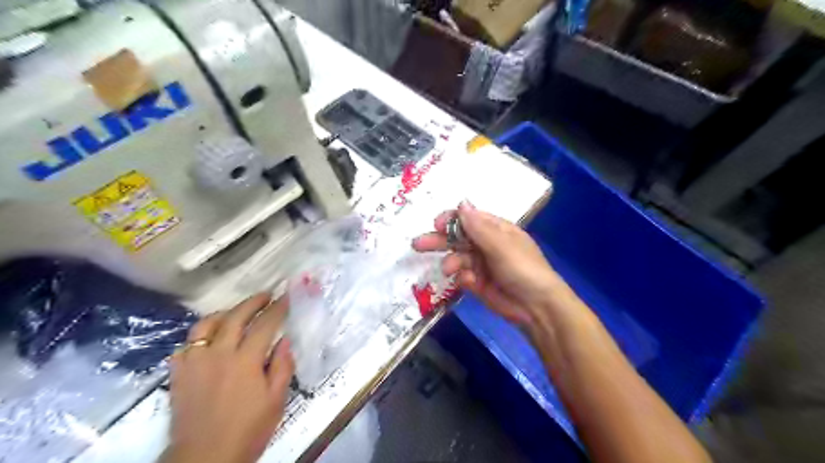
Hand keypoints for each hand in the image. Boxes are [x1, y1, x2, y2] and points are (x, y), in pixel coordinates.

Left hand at [157, 292, 292, 462]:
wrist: (204, 458)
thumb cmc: (247, 430)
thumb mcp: (276, 400)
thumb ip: (282, 366)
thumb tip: (285, 340)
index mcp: (245, 360)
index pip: (265, 324)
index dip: (278, 308)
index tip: (287, 296)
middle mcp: (218, 354)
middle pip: (235, 317)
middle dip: (253, 302)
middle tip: (265, 295)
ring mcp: (194, 362)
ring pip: (206, 325)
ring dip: (224, 313)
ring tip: (235, 312)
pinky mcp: (179, 374)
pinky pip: (187, 344)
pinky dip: (201, 336)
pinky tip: (209, 340)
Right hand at [412, 202, 574, 325]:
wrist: (536, 308)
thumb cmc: (522, 269)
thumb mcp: (501, 245)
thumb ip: (478, 227)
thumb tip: (461, 203)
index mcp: (496, 230)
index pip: (469, 218)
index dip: (451, 219)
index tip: (436, 224)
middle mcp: (487, 244)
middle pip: (458, 238)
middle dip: (439, 240)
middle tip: (418, 244)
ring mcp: (482, 264)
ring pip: (457, 258)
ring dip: (451, 262)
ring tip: (449, 270)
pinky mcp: (478, 283)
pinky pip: (463, 276)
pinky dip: (462, 278)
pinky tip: (468, 283)